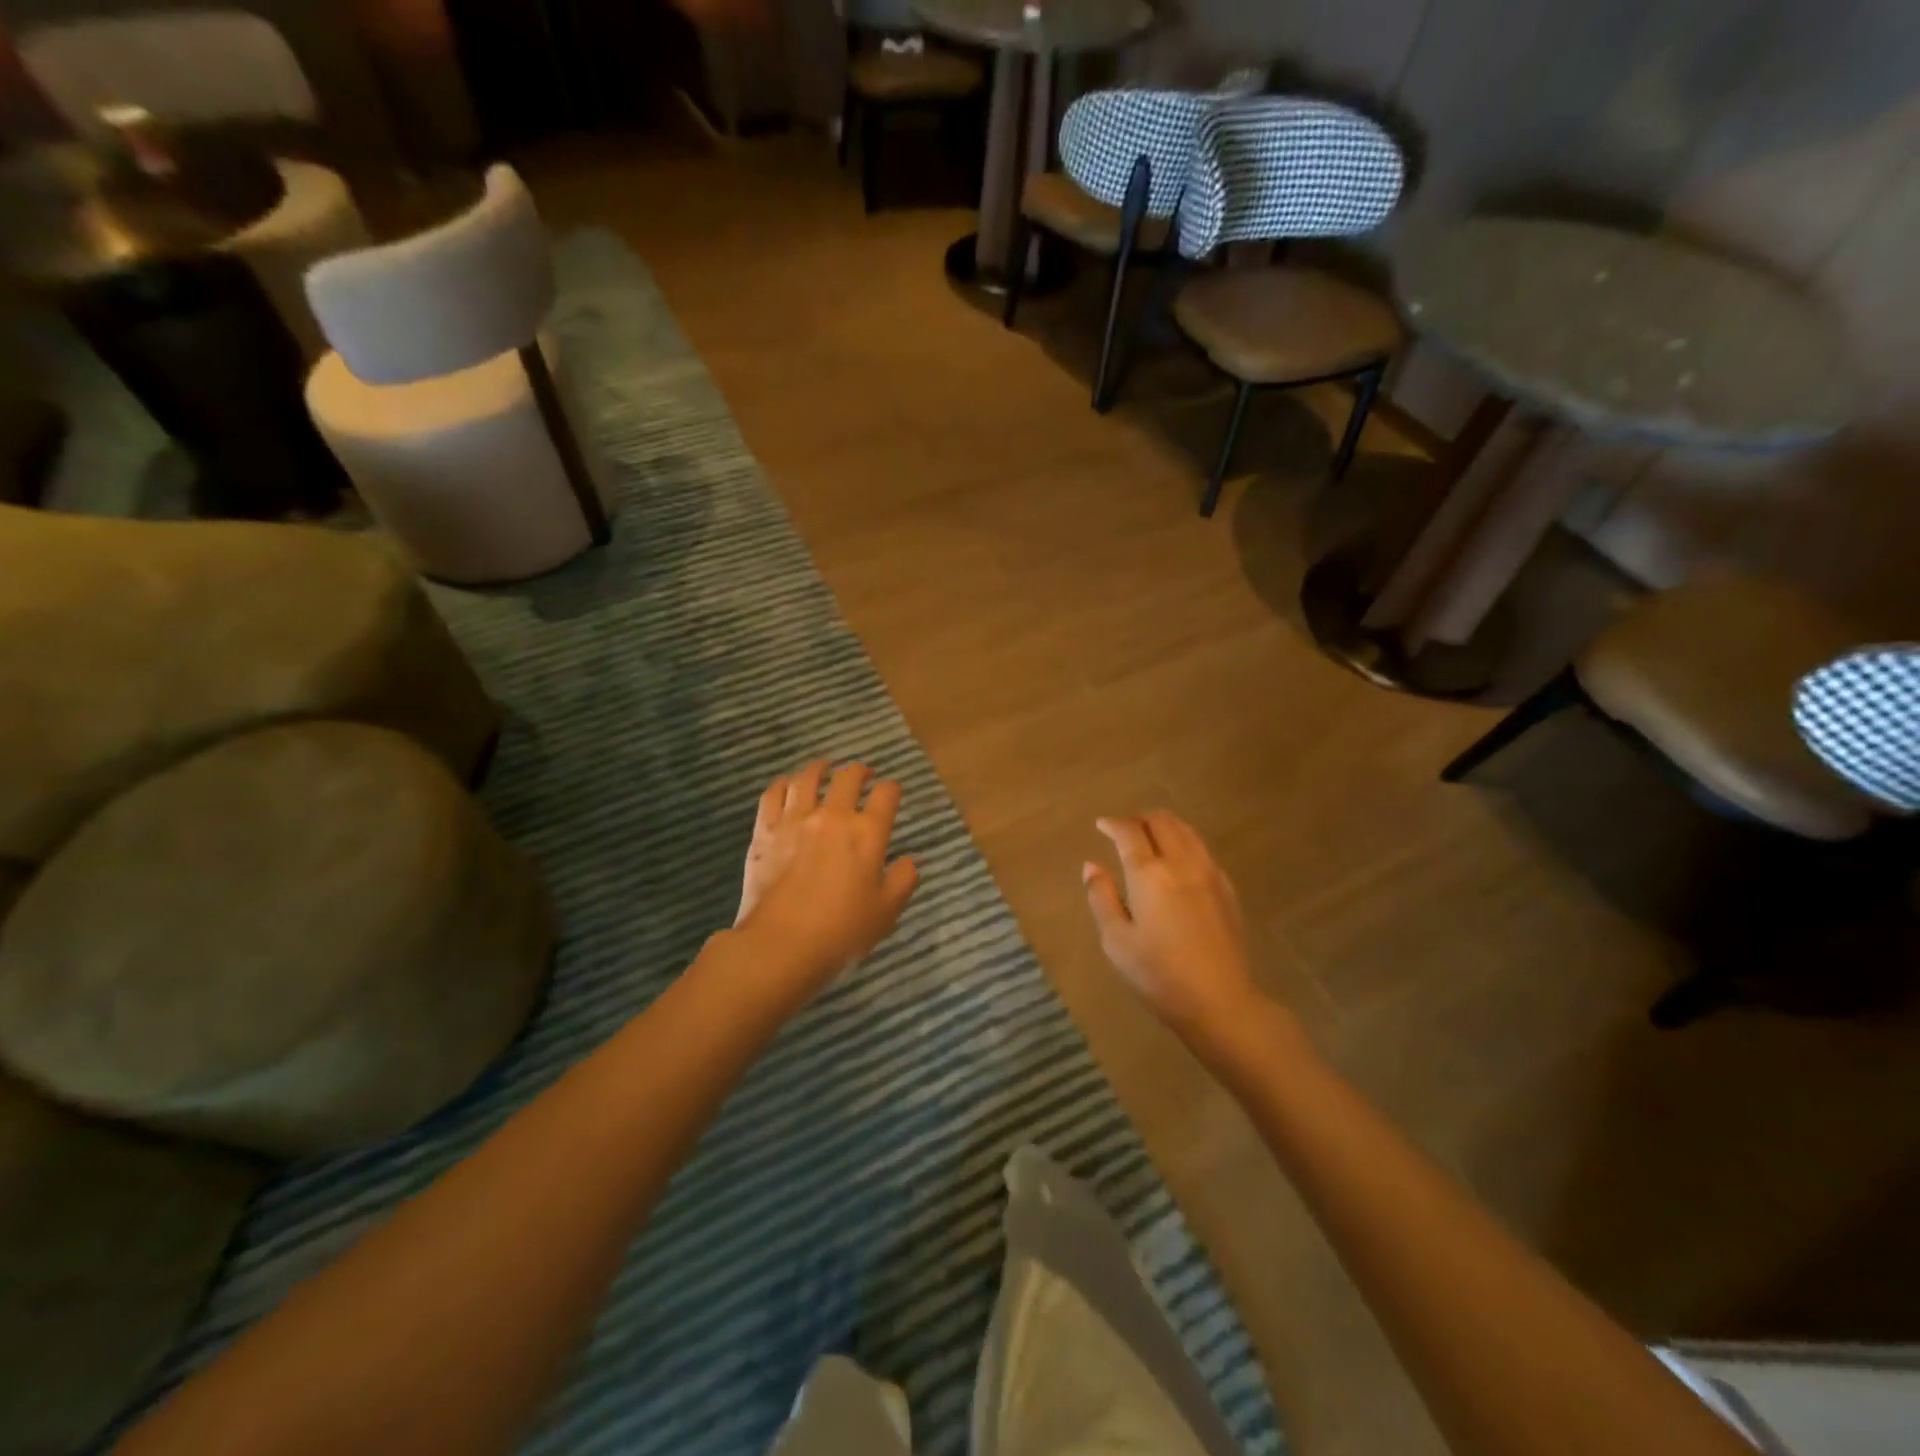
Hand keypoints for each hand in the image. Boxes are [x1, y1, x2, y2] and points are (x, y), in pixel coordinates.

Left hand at [733, 760, 918, 1001]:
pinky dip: (783, 784)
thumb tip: (909, 860)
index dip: (892, 789)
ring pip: (807, 778)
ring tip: (825, 768)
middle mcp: (833, 816)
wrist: (780, 944)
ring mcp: (795, 820)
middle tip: (863, 774)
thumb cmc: (841, 931)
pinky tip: (787, 786)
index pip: (886, 794)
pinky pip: (773, 794)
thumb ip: (903, 880)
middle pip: (848, 777)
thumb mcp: (886, 911)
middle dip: (859, 771)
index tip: (892, 792)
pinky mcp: (765, 831)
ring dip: (820, 768)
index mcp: (867, 833)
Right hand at [1082, 811, 1261, 1038]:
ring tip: (1150, 837)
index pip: (1129, 832)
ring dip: (1165, 826)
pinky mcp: (1227, 889)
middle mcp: (1182, 863)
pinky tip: (1177, 861)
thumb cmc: (1158, 974)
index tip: (1102, 825)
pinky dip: (1184, 843)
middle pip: (1162, 821)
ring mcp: (1209, 874)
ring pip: (1187, 831)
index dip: (1113, 824)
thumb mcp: (1116, 940)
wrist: (1220, 1001)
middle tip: (1124, 829)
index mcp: (1150, 874)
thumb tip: (1092, 866)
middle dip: (1140, 819)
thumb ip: (1101, 897)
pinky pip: (1202, 850)